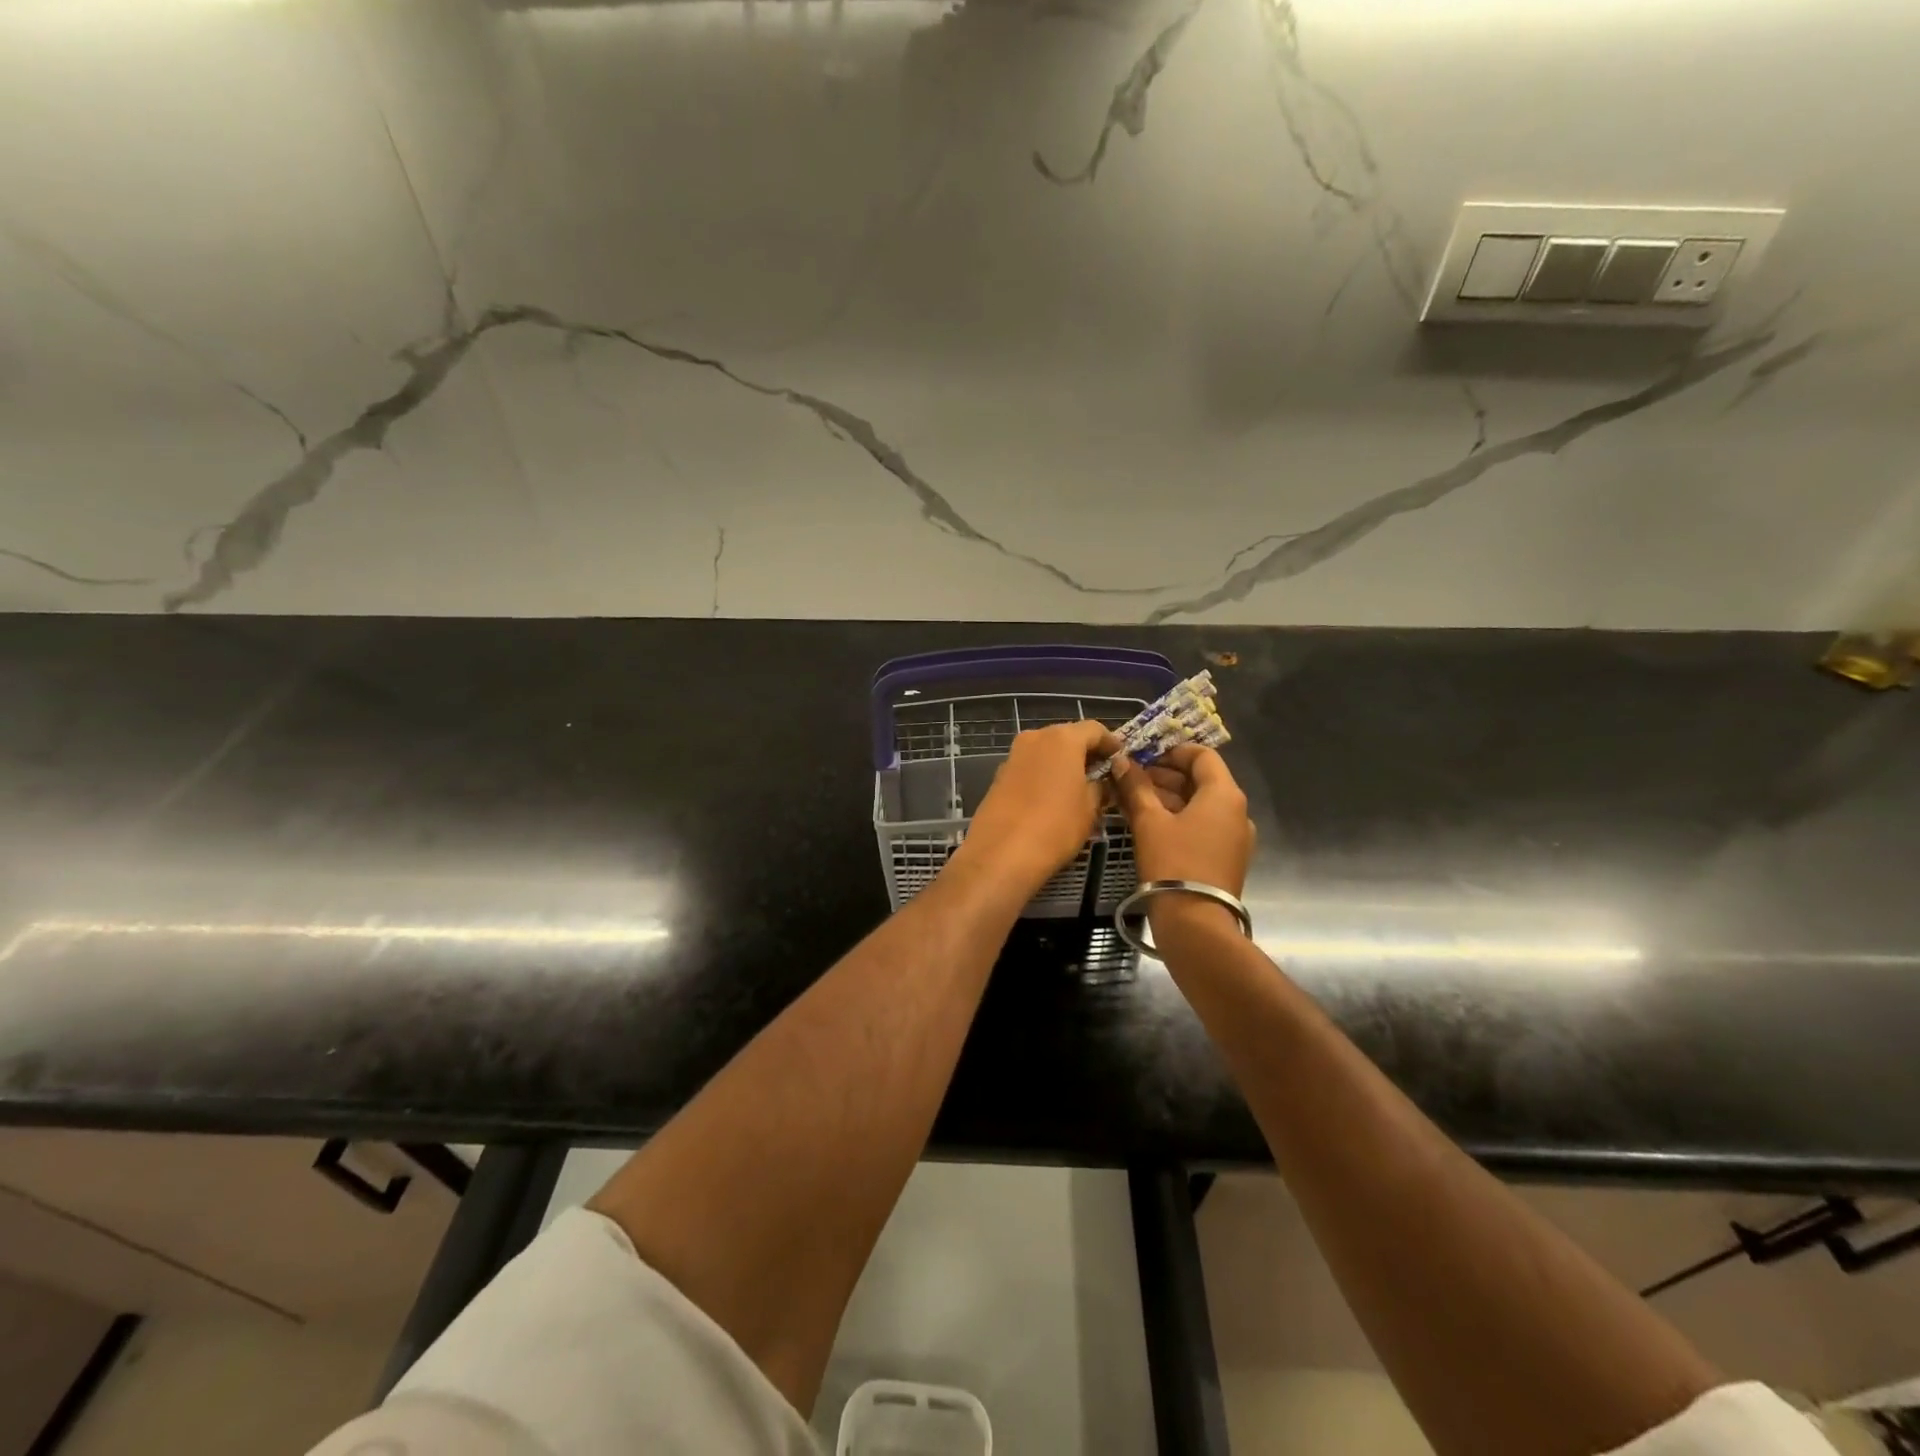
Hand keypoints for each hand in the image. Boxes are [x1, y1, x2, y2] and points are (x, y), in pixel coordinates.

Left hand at [951, 720, 1118, 896]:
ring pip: (1047, 752)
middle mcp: (1035, 737)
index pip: (1095, 730)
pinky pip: (1031, 767)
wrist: (1001, 854)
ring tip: (1080, 789)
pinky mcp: (999, 775)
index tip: (1122, 761)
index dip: (1112, 744)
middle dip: (1086, 753)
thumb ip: (1100, 787)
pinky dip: (1045, 775)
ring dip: (1064, 764)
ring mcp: (1014, 755)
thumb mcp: (1090, 808)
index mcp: (1062, 738)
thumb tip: (1101, 782)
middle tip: (1103, 775)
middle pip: (1068, 737)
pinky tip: (1053, 798)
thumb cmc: (1056, 826)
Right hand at [1109, 745, 1254, 939]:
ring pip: (1200, 805)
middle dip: (1165, 775)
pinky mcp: (1226, 858)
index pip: (1202, 756)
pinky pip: (1202, 826)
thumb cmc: (1173, 863)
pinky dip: (1178, 819)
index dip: (1172, 751)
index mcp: (1224, 795)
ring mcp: (1235, 837)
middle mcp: (1237, 811)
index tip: (1143, 755)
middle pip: (1201, 780)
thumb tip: (1121, 761)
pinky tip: (1148, 825)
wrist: (1196, 924)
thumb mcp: (1149, 821)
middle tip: (1130, 778)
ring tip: (1133, 800)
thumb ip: (1135, 787)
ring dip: (1168, 798)